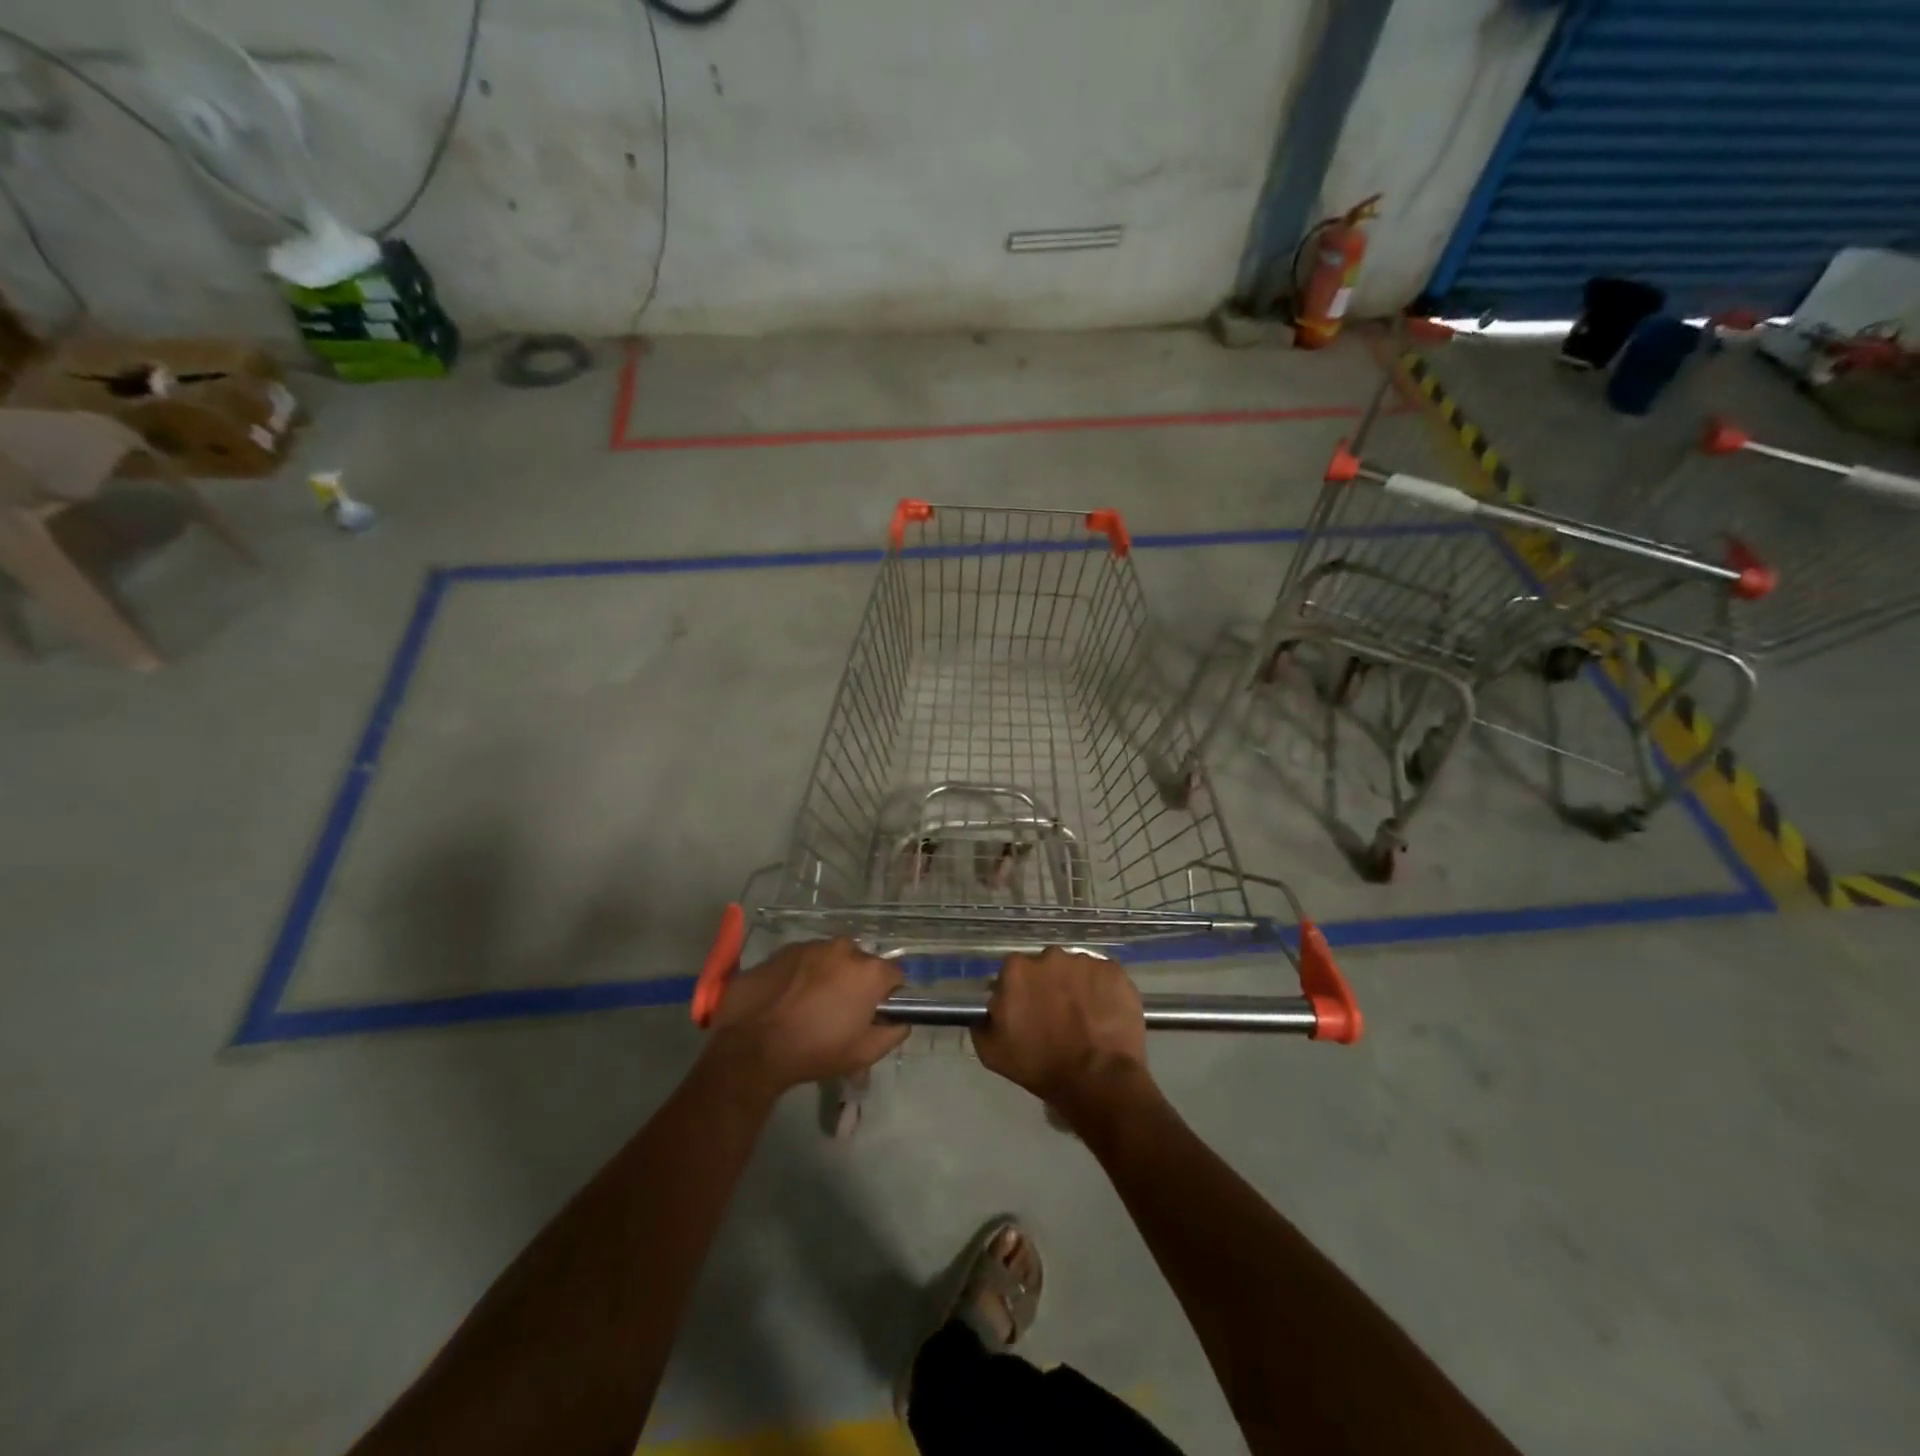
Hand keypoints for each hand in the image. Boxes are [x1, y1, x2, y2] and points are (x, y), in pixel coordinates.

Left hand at [702, 938, 909, 1096]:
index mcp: (869, 971)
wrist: (752, 1044)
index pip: (895, 974)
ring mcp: (814, 945)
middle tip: (840, 1012)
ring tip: (811, 1005)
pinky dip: (805, 973)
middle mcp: (845, 949)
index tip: (874, 1013)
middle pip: (863, 964)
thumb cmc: (815, 1050)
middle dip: (857, 983)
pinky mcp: (786, 949)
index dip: (888, 994)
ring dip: (830, 976)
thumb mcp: (864, 1054)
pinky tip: (790, 997)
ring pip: (834, 959)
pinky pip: (808, 959)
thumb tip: (901, 1021)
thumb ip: (893, 1033)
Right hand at [972, 948, 1149, 1117]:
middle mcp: (1050, 955)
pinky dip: (1103, 992)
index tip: (1027, 1012)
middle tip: (1057, 1015)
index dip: (1020, 992)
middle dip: (1049, 986)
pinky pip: (1104, 977)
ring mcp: (1086, 961)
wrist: (1097, 1079)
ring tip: (1085, 1018)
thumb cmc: (1040, 1066)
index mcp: (1017, 970)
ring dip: (1077, 987)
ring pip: (1076, 970)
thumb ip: (983, 1022)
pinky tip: (1105, 1016)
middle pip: (1046, 966)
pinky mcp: (1115, 971)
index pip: (1013, 973)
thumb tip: (990, 1010)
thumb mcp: (993, 1052)